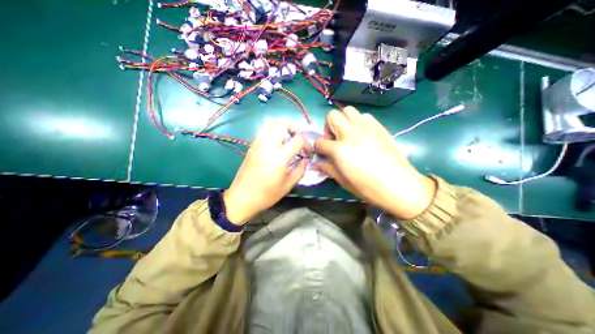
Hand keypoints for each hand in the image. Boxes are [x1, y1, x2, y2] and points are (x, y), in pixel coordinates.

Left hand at [222, 120, 309, 224]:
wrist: (242, 197)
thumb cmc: (267, 194)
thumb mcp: (288, 185)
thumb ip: (300, 170)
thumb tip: (305, 160)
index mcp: (279, 157)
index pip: (297, 140)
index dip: (306, 144)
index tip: (307, 153)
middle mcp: (268, 145)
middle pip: (283, 123)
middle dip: (294, 128)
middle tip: (296, 139)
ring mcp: (258, 143)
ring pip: (271, 122)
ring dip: (282, 127)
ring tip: (286, 139)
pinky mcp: (252, 145)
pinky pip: (263, 130)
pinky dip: (272, 131)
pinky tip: (275, 144)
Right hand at [313, 107, 434, 219]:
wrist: (398, 185)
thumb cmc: (367, 187)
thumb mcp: (343, 180)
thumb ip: (328, 168)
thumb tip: (317, 164)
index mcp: (339, 149)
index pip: (320, 142)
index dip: (318, 148)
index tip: (322, 153)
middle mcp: (350, 133)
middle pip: (332, 116)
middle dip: (328, 127)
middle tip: (334, 140)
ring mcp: (365, 128)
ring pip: (348, 110)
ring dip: (344, 121)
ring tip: (348, 135)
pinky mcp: (379, 127)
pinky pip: (364, 116)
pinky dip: (359, 122)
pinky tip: (363, 135)